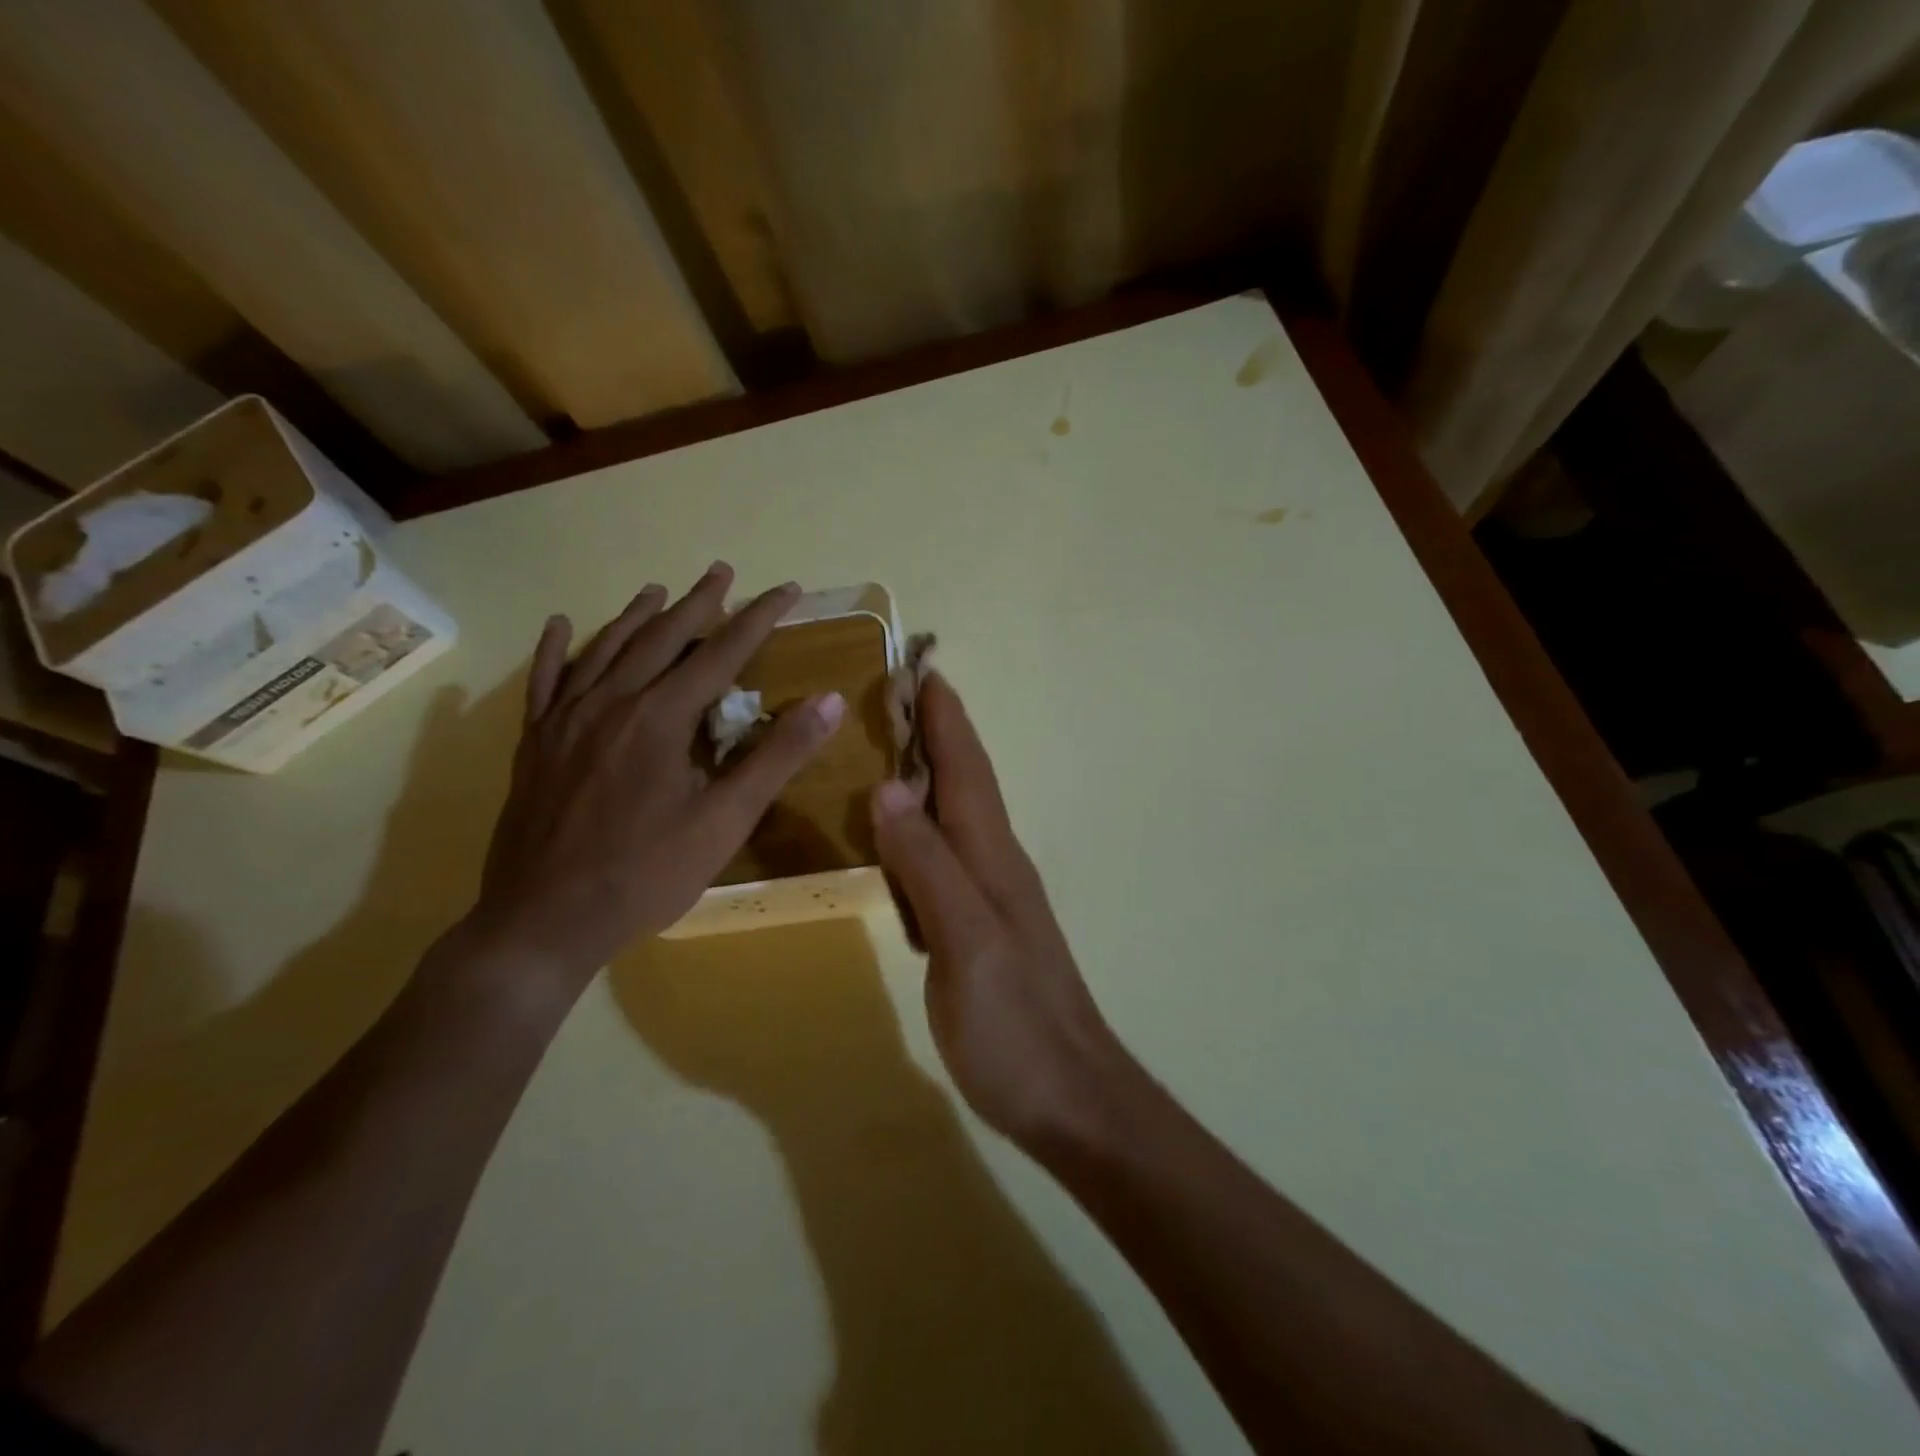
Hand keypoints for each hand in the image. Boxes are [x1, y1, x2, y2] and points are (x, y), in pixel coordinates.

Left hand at [463, 564, 843, 1008]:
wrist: (545, 920)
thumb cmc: (646, 874)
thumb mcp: (726, 820)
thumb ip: (777, 756)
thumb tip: (829, 701)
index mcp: (661, 718)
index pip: (721, 653)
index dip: (757, 618)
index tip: (785, 590)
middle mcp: (611, 703)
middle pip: (662, 638)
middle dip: (699, 603)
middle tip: (723, 571)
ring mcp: (565, 720)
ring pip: (606, 650)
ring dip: (637, 616)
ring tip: (660, 589)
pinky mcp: (535, 742)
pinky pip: (545, 682)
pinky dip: (556, 649)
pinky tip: (562, 624)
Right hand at [870, 675, 1127, 1146]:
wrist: (1071, 1096)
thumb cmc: (1015, 1023)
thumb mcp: (964, 942)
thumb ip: (928, 865)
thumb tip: (890, 788)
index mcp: (993, 857)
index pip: (967, 770)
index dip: (946, 720)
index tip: (923, 670)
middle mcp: (996, 864)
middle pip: (966, 783)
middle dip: (938, 734)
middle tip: (899, 696)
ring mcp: (993, 897)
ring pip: (958, 816)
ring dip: (932, 774)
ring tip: (895, 747)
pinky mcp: (982, 928)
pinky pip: (948, 857)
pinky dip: (925, 828)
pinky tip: (905, 835)